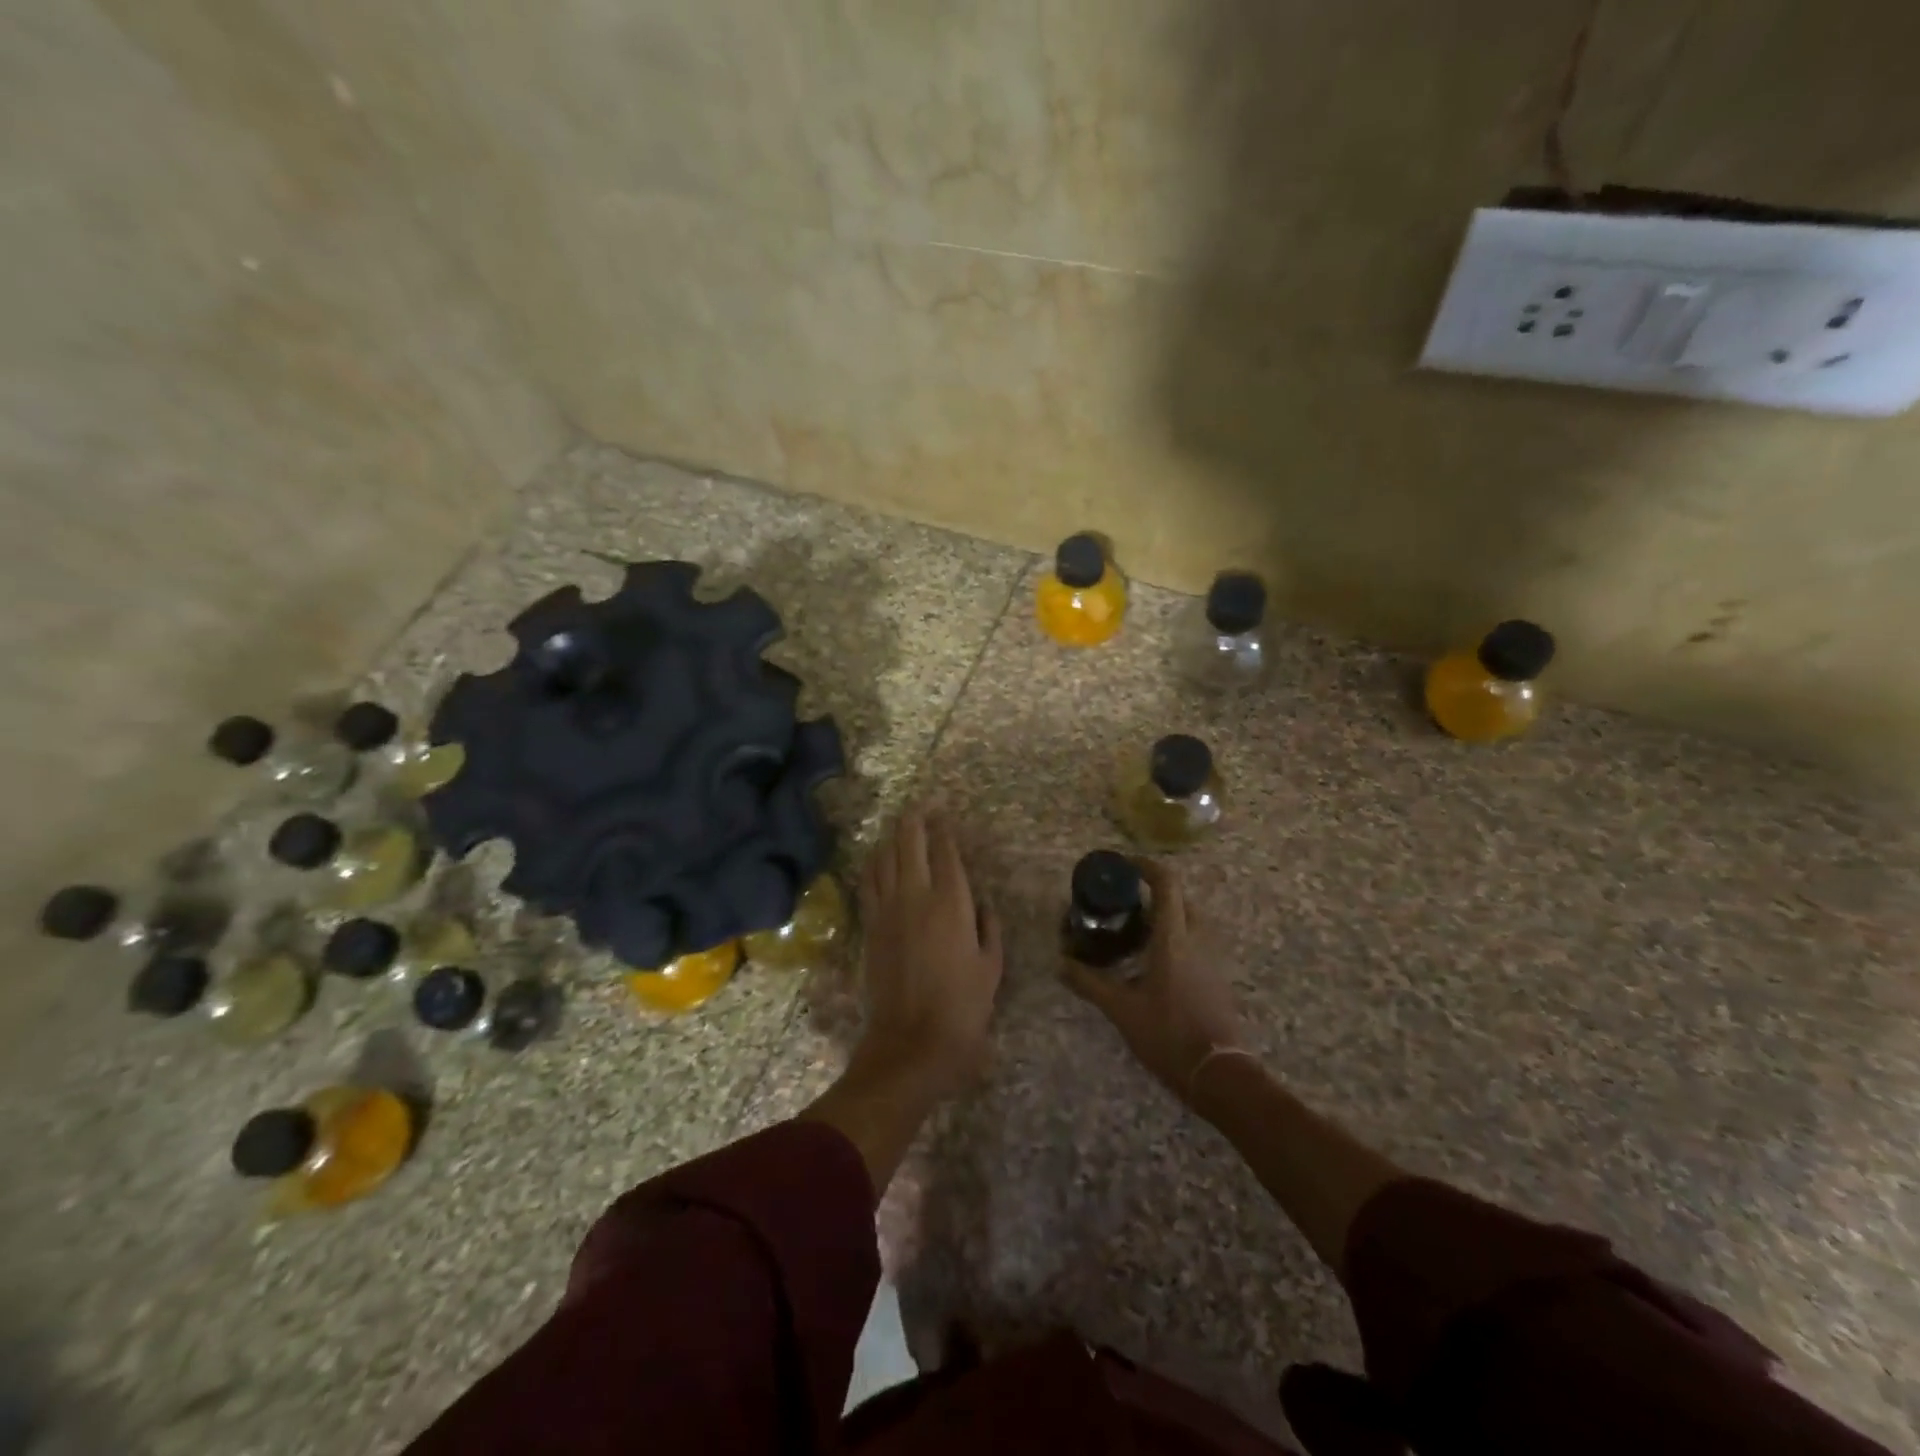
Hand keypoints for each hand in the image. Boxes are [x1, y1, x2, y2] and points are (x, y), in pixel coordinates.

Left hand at [852, 808, 1004, 1100]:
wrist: (911, 1044)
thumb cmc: (963, 1007)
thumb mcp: (991, 966)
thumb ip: (988, 926)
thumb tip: (980, 902)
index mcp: (951, 902)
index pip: (945, 850)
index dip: (944, 827)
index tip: (945, 813)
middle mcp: (915, 896)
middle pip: (909, 842)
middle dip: (914, 819)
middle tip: (922, 805)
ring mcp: (887, 910)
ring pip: (884, 857)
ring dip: (892, 836)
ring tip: (901, 825)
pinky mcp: (869, 926)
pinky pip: (869, 882)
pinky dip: (874, 863)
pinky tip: (879, 858)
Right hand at [1062, 858, 1245, 1105]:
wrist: (1218, 1072)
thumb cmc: (1168, 1034)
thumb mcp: (1121, 1009)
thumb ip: (1089, 983)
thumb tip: (1061, 964)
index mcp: (1174, 939)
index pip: (1166, 884)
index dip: (1146, 866)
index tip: (1124, 864)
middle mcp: (1197, 939)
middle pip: (1180, 898)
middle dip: (1154, 892)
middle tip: (1125, 902)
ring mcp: (1212, 958)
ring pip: (1191, 919)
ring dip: (1168, 914)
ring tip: (1137, 929)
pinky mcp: (1218, 975)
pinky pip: (1198, 940)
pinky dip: (1178, 935)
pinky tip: (1155, 959)